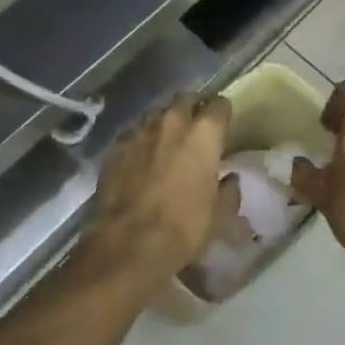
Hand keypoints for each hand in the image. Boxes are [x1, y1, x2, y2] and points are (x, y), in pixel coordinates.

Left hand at [79, 92, 231, 295]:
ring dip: (165, 121)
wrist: (127, 245)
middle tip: (197, 127)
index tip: (224, 126)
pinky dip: (142, 140)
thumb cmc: (183, 229)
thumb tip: (229, 179)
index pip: (220, 104)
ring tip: (168, 139)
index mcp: (203, 134)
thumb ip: (229, 192)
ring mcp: (140, 131)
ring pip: (157, 113)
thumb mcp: (219, 217)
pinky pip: (134, 133)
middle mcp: (172, 122)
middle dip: (193, 107)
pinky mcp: (115, 147)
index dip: (223, 114)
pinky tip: (141, 157)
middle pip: (185, 99)